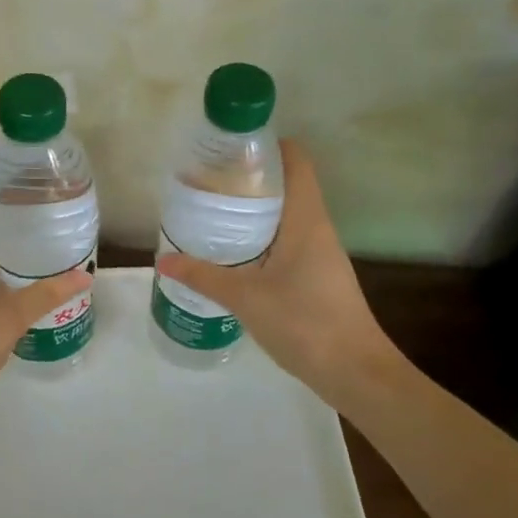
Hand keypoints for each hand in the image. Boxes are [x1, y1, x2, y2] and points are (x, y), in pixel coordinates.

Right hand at [157, 140, 407, 408]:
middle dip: (251, 179)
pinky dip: (262, 238)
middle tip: (209, 181)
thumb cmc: (305, 322)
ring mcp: (320, 254)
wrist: (355, 371)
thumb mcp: (246, 298)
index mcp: (306, 220)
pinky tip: (235, 254)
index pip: (297, 162)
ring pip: (287, 216)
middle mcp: (317, 229)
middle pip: (288, 186)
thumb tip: (163, 260)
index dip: (270, 145)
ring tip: (214, 212)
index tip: (233, 146)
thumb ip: (203, 277)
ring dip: (255, 210)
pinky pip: (288, 242)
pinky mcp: (317, 277)